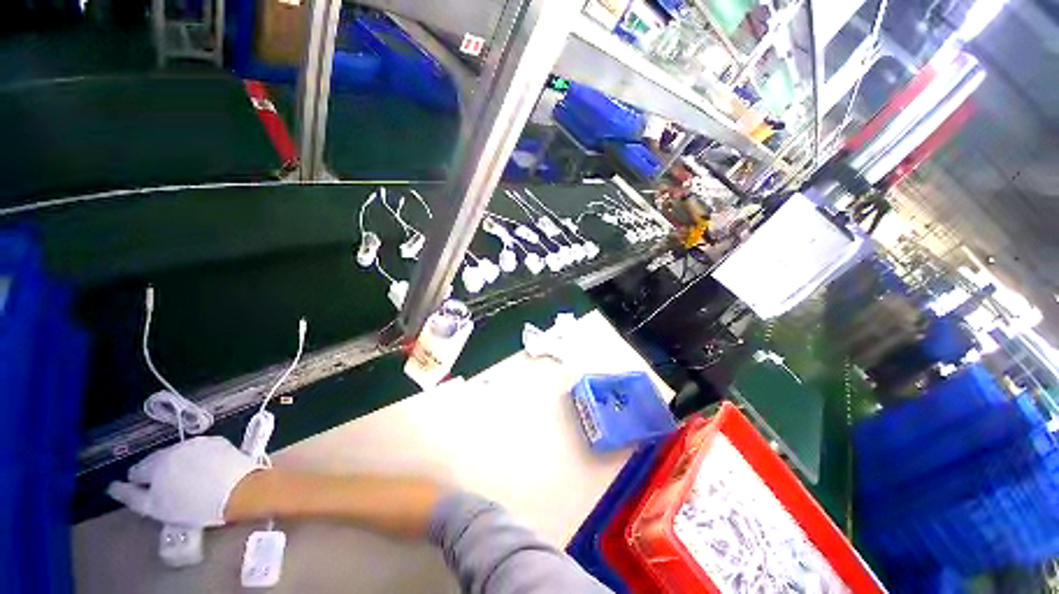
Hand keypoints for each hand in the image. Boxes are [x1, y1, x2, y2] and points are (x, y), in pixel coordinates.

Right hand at [107, 436, 261, 527]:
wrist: (240, 490)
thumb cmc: (195, 506)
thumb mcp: (156, 509)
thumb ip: (132, 496)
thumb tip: (114, 487)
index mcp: (155, 463)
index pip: (136, 471)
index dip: (140, 484)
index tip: (150, 494)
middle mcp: (175, 447)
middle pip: (157, 460)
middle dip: (159, 473)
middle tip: (170, 491)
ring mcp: (198, 442)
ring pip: (179, 454)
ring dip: (178, 465)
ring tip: (189, 483)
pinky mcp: (218, 441)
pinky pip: (200, 450)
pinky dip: (198, 459)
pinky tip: (206, 472)